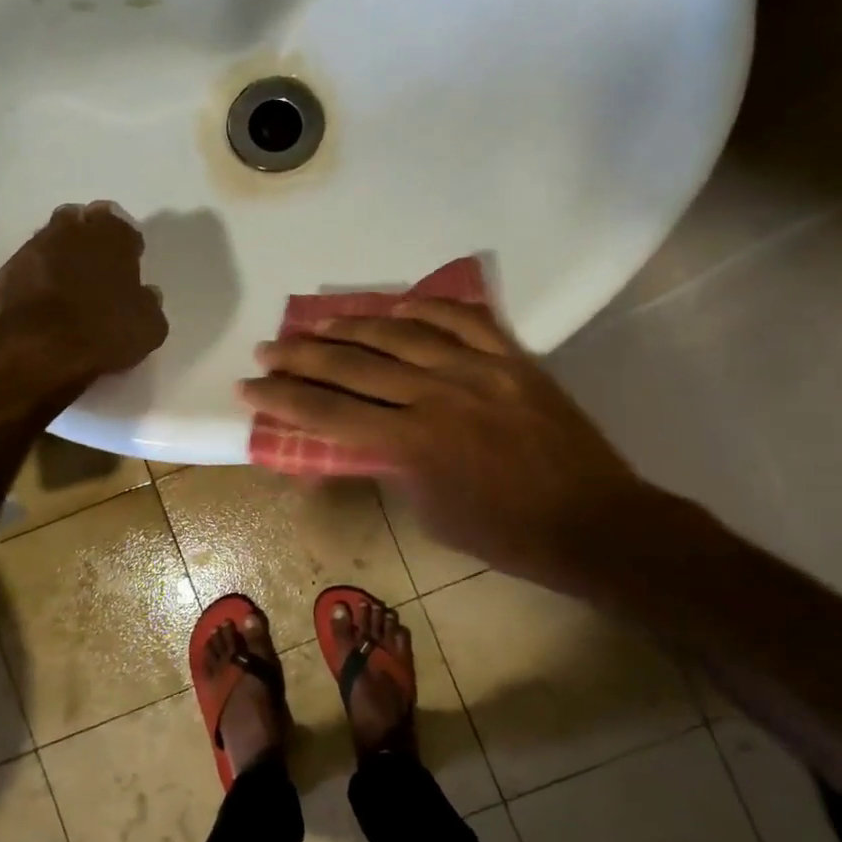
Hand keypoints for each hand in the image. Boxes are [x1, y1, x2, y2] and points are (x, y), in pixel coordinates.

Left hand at [0, 202, 167, 404]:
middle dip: (87, 239)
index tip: (128, 264)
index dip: (125, 244)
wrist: (36, 351)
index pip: (120, 224)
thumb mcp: (149, 327)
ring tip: (68, 289)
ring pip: (50, 243)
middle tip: (96, 269)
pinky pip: (27, 270)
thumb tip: (145, 295)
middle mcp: (69, 231)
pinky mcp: (5, 274)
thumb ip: (149, 304)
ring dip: (59, 258)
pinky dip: (35, 281)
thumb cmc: (104, 332)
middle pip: (79, 223)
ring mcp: (32, 249)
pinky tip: (43, 306)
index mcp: (110, 235)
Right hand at [240, 300, 656, 589]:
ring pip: (401, 333)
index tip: (248, 385)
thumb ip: (393, 466)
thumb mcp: (430, 511)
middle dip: (302, 356)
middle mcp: (438, 396)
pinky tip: (395, 306)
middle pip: (354, 366)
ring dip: (352, 326)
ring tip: (317, 322)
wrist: (592, 520)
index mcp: (414, 444)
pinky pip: (462, 319)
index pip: (329, 413)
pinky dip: (424, 308)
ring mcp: (479, 369)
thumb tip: (366, 436)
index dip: (282, 398)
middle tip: (268, 346)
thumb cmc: (505, 534)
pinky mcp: (512, 358)